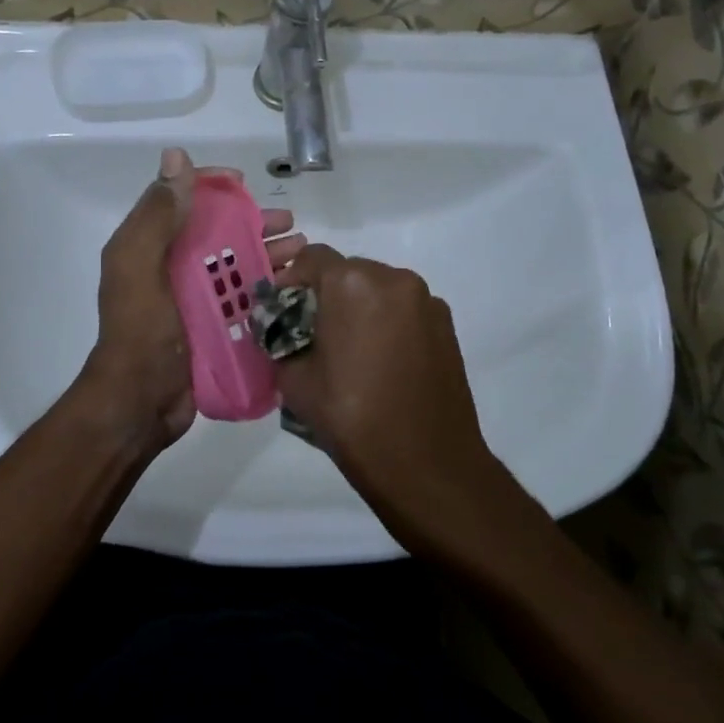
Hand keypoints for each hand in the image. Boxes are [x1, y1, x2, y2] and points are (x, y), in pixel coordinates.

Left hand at [77, 148, 302, 451]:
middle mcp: (171, 267)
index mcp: (150, 246)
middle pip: (217, 232)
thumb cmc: (142, 330)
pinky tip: (298, 286)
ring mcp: (194, 299)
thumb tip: (176, 157)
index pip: (181, 200)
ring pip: (237, 265)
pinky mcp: (214, 327)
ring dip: (269, 253)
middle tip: (290, 224)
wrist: (140, 403)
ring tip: (304, 251)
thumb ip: (158, 213)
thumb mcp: (140, 264)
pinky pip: (245, 298)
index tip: (245, 184)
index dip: (212, 187)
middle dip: (253, 223)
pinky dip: (269, 288)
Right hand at [273, 245, 509, 545]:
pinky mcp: (446, 325)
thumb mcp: (294, 380)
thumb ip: (278, 340)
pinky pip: (404, 309)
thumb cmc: (352, 419)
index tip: (282, 311)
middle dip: (325, 295)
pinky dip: (386, 322)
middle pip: (347, 270)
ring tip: (349, 351)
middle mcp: (393, 278)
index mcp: (351, 283)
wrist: (427, 465)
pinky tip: (381, 361)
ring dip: (358, 307)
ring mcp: (426, 300)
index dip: (290, 280)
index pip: (310, 257)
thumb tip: (276, 329)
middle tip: (311, 333)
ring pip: (378, 289)